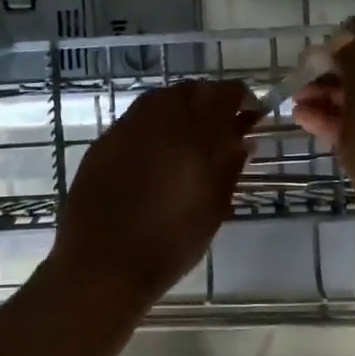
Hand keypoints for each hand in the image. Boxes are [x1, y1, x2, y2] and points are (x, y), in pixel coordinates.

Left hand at [51, 80, 256, 303]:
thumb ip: (229, 168)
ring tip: (189, 137)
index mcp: (192, 136)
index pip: (223, 95)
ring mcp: (125, 129)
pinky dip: (153, 125)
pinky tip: (157, 152)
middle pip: (189, 90)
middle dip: (209, 100)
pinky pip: (135, 120)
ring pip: (159, 99)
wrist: (103, 265)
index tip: (251, 114)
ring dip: (180, 108)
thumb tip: (242, 141)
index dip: (241, 98)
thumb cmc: (169, 245)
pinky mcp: (102, 143)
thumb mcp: (213, 210)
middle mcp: (157, 121)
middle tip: (221, 126)